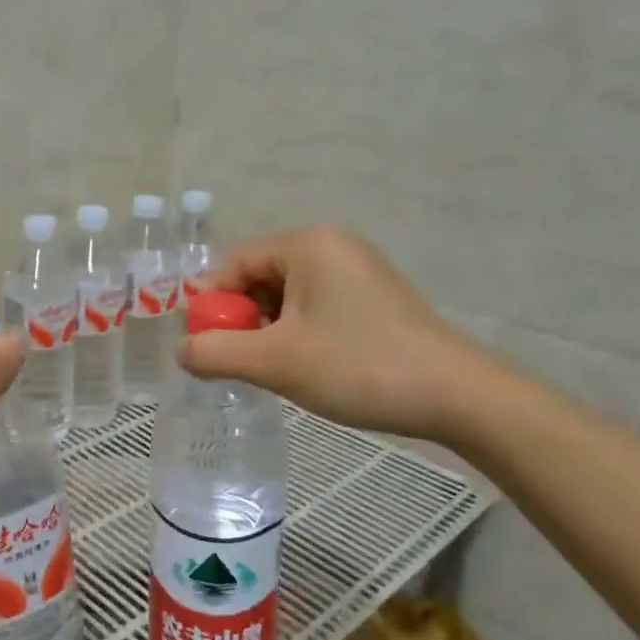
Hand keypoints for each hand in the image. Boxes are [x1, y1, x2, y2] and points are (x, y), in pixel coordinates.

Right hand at [178, 226, 508, 445]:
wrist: (457, 396)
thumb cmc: (359, 367)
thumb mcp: (277, 362)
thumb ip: (217, 353)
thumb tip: (182, 351)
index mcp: (308, 244)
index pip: (235, 263)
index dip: (213, 305)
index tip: (206, 347)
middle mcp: (333, 245)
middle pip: (262, 277)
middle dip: (243, 320)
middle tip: (240, 364)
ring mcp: (359, 270)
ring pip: (289, 295)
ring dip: (270, 330)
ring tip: (274, 371)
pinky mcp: (376, 297)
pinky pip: (318, 305)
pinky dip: (300, 332)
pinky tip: (306, 366)